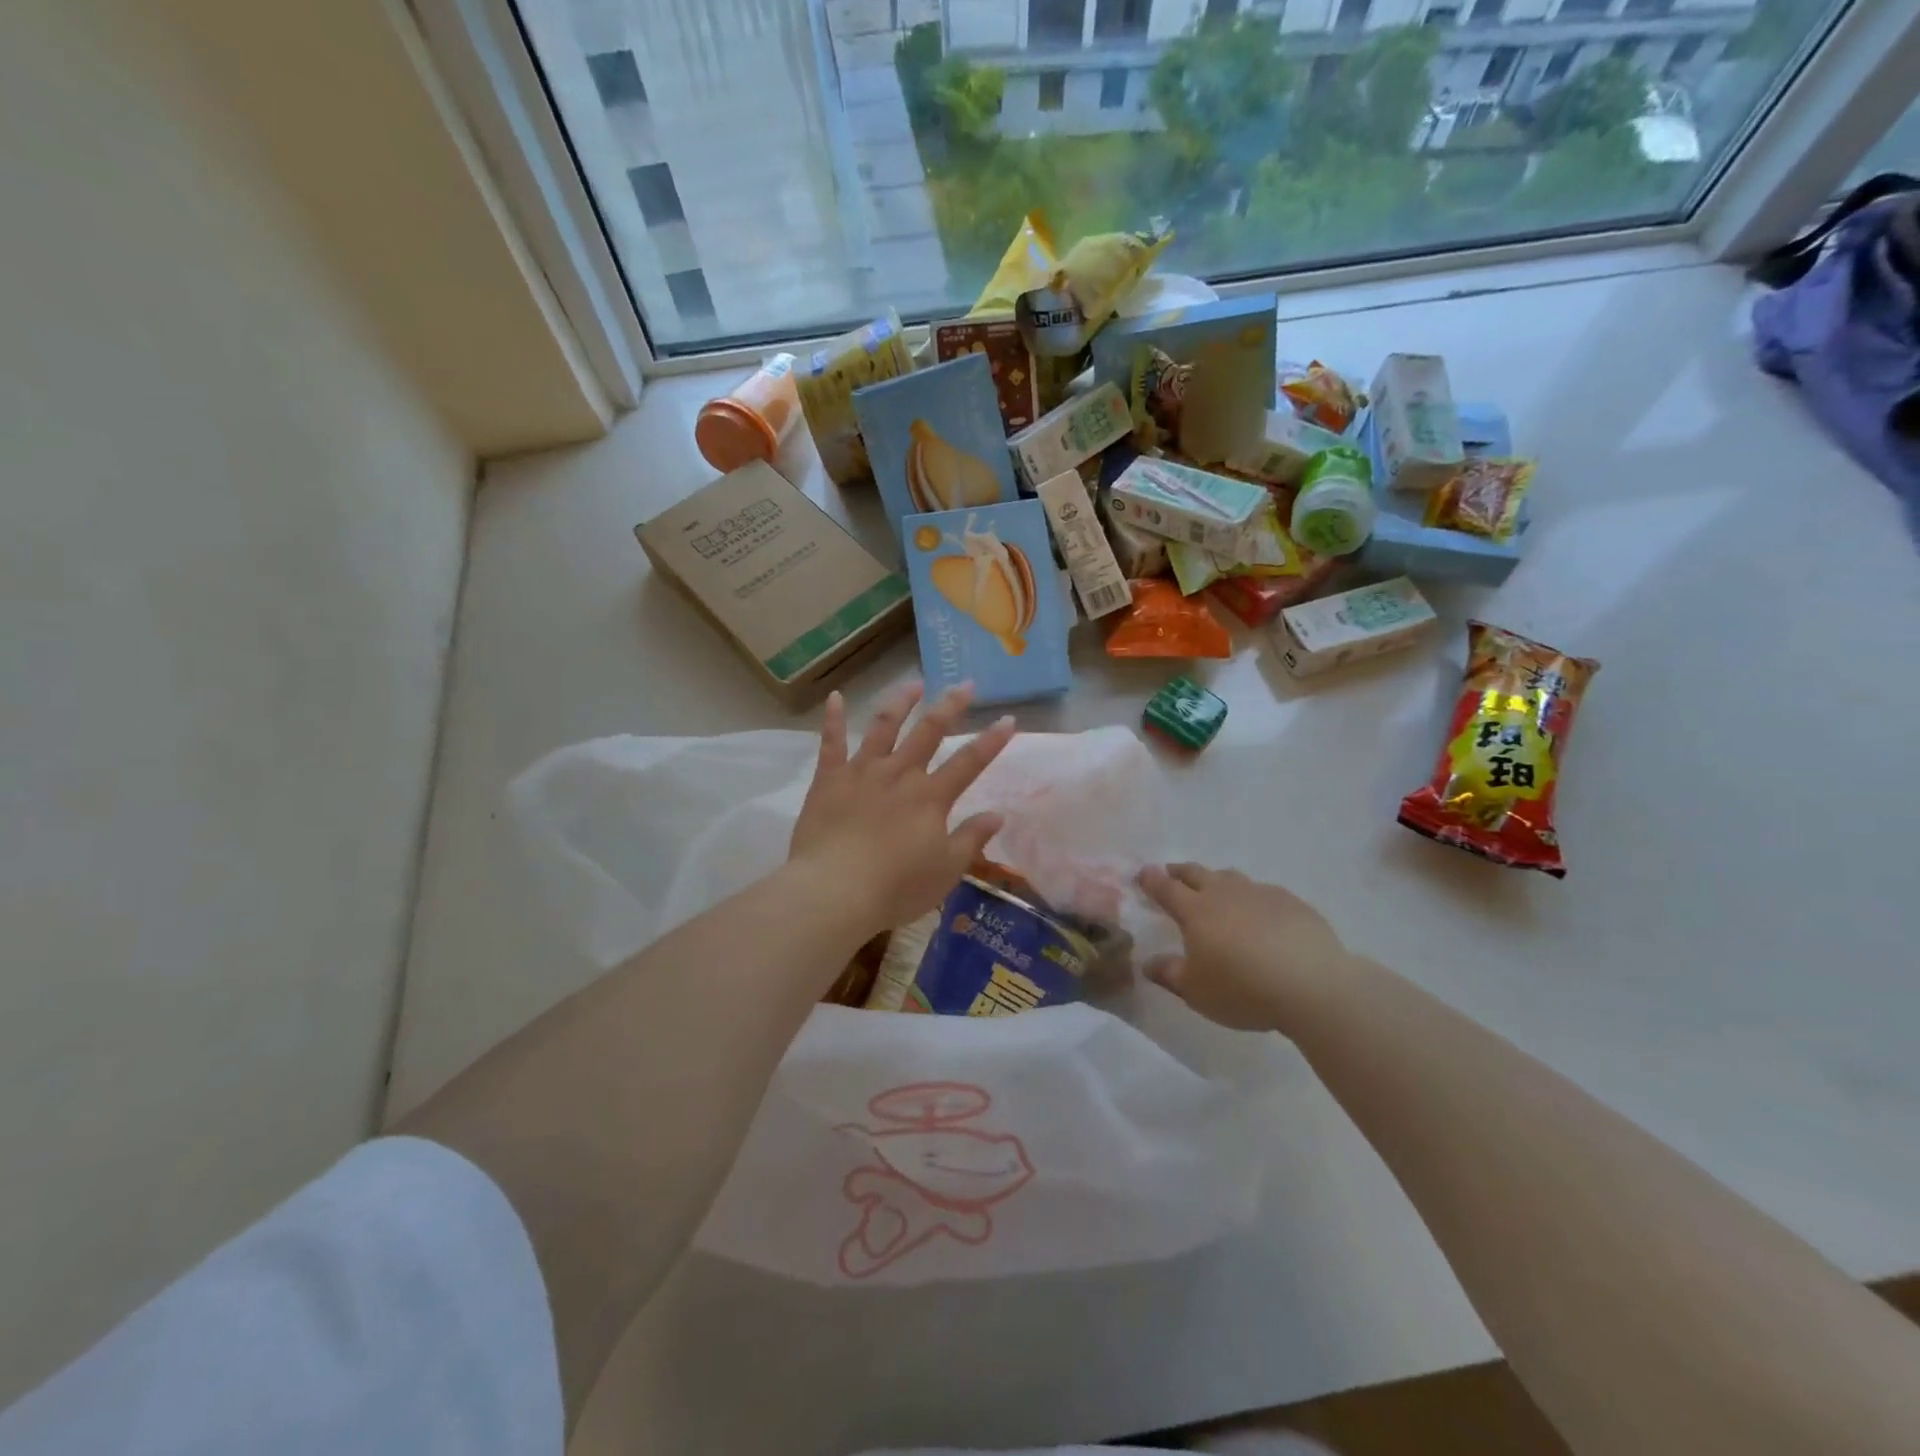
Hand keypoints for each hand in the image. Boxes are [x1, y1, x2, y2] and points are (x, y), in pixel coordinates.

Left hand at [790, 681, 1015, 936]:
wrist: (834, 891)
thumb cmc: (896, 887)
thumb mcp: (946, 871)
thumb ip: (971, 839)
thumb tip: (997, 814)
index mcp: (931, 797)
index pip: (969, 762)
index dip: (992, 740)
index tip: (1008, 718)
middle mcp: (900, 774)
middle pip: (929, 732)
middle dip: (950, 706)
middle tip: (965, 684)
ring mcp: (862, 771)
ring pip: (884, 726)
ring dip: (901, 702)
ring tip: (913, 684)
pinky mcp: (829, 778)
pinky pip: (831, 742)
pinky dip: (833, 718)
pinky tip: (835, 698)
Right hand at [1137, 863, 1354, 1031]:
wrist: (1312, 986)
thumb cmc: (1243, 989)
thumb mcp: (1197, 992)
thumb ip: (1169, 975)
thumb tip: (1147, 964)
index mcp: (1195, 911)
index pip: (1166, 888)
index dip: (1151, 880)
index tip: (1142, 874)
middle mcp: (1224, 894)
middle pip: (1196, 873)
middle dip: (1179, 872)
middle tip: (1171, 874)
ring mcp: (1260, 894)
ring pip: (1231, 877)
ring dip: (1216, 880)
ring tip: (1215, 890)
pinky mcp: (1290, 902)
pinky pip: (1263, 892)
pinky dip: (1252, 898)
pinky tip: (1260, 914)